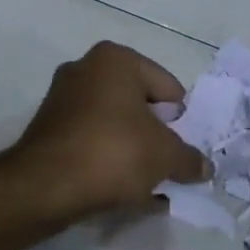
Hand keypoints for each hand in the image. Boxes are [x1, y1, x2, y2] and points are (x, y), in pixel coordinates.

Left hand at [13, 42, 211, 218]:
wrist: (45, 187)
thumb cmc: (114, 153)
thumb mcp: (166, 156)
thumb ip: (190, 159)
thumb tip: (205, 168)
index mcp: (116, 59)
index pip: (168, 88)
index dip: (181, 121)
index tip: (183, 149)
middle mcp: (86, 69)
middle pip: (140, 106)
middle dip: (156, 137)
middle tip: (167, 166)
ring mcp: (62, 98)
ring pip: (116, 126)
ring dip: (134, 152)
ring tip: (147, 185)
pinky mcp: (48, 130)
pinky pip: (92, 142)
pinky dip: (109, 161)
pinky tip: (122, 190)